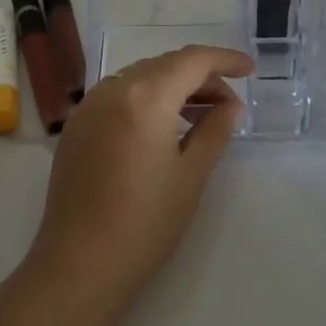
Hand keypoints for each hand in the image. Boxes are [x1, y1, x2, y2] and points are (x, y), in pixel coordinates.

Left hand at [26, 45, 253, 310]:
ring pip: (139, 78)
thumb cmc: (145, 223)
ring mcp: (88, 107)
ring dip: (173, 87)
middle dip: (200, 76)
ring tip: (201, 116)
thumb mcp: (191, 175)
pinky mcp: (76, 127)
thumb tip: (230, 106)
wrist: (79, 265)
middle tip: (229, 104)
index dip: (224, 60)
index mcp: (144, 96)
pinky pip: (118, 96)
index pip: (192, 60)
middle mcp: (112, 89)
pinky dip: (146, 99)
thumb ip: (215, 130)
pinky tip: (162, 128)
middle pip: (164, 65)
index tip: (249, 69)